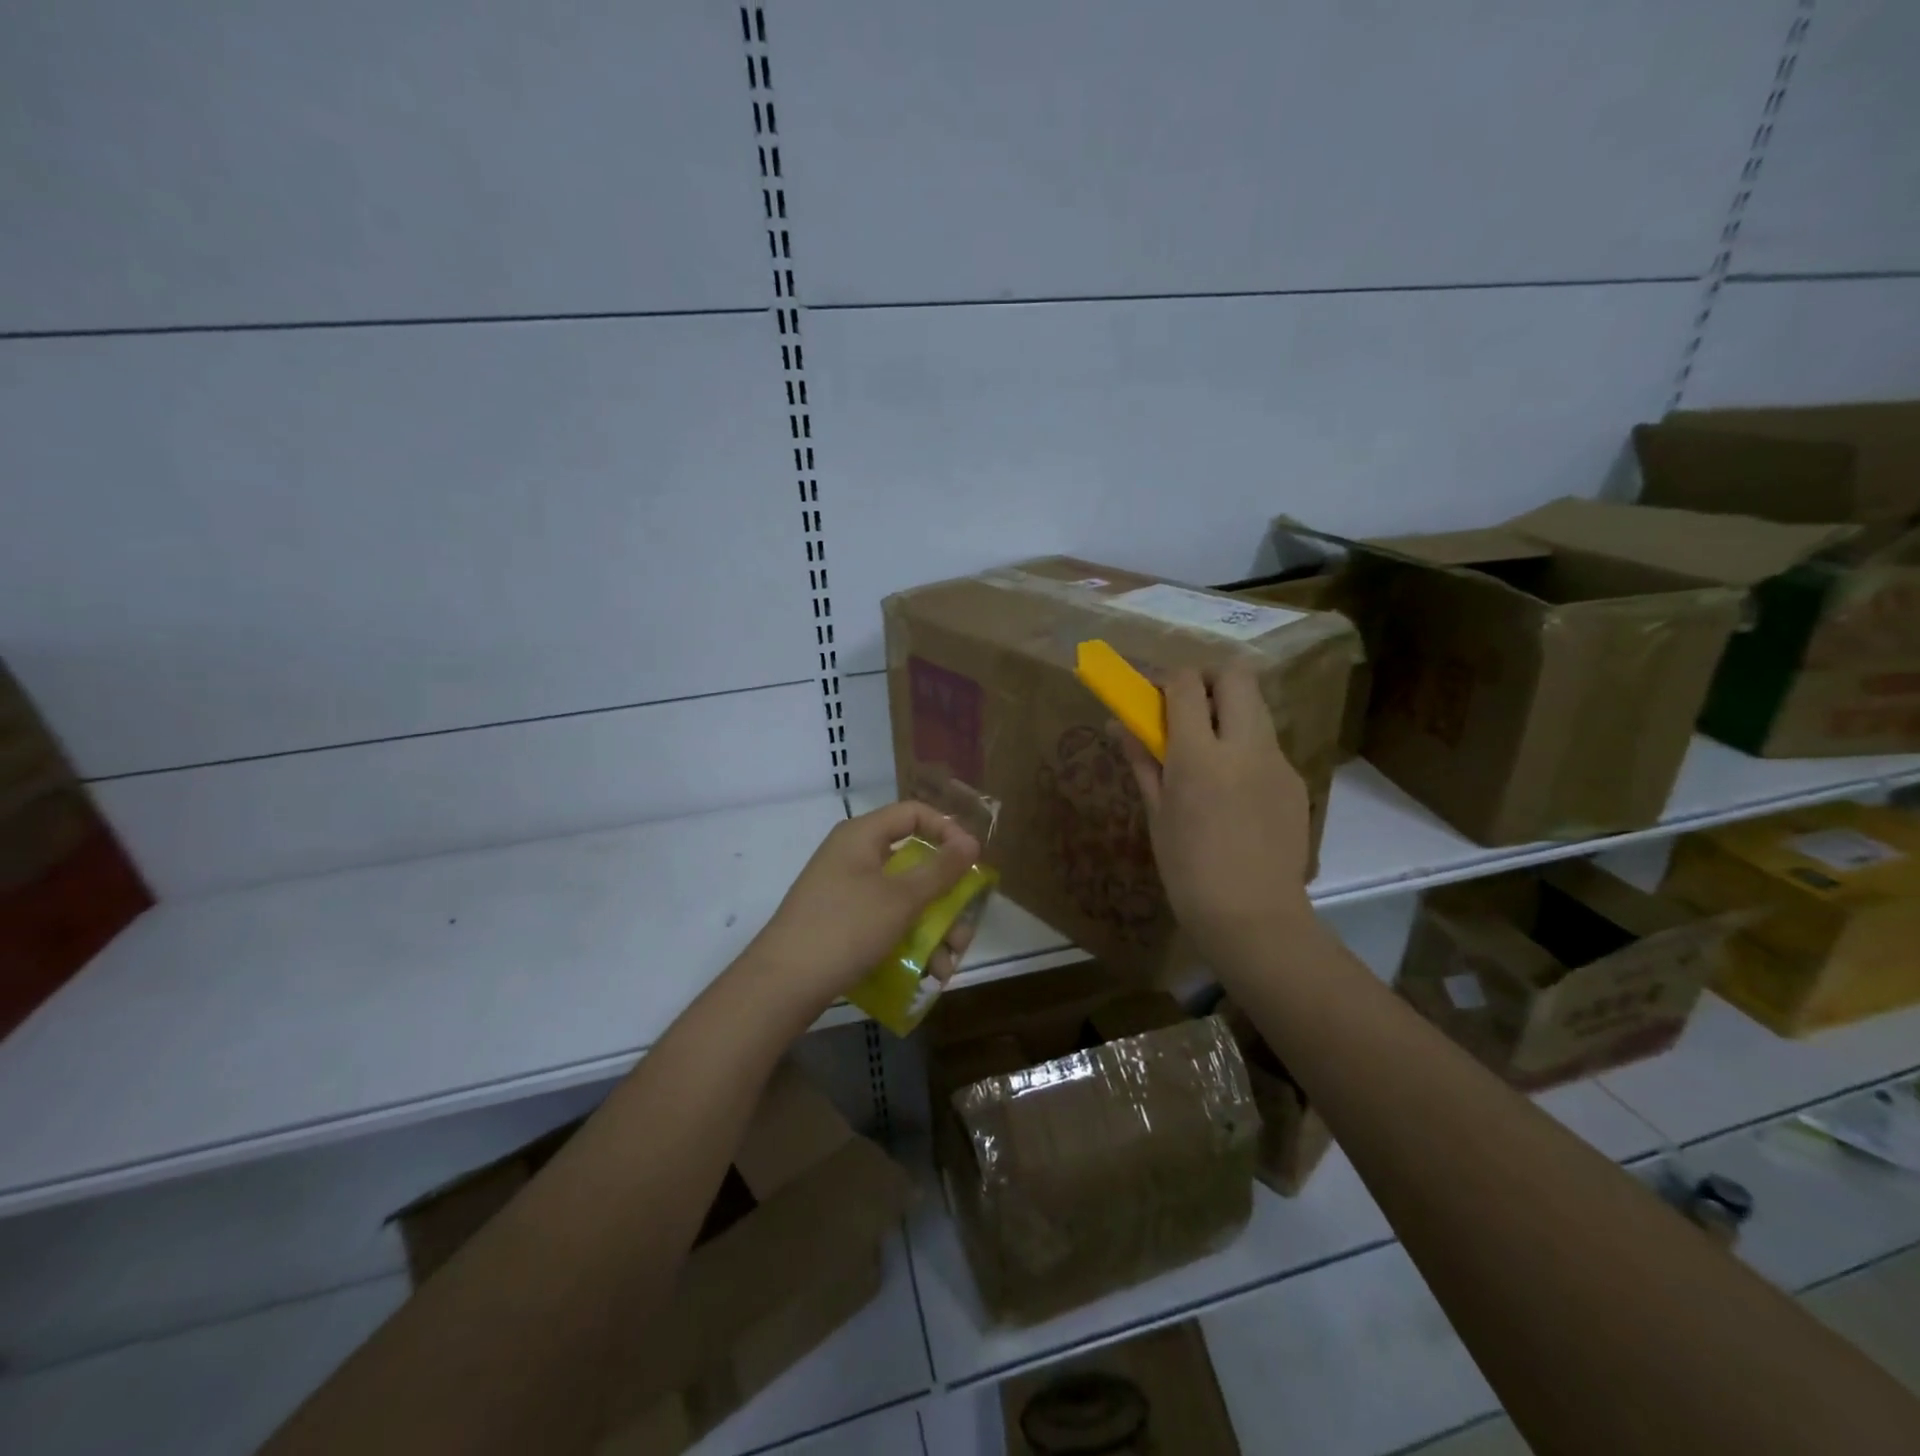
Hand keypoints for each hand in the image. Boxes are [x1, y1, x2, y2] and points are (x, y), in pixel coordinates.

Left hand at [744, 800, 981, 1018]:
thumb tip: (970, 841)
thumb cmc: (846, 927)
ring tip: (945, 966)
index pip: (914, 813)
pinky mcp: (841, 923)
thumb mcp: (901, 898)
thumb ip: (940, 869)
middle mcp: (853, 856)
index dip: (948, 830)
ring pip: (903, 899)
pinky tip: (924, 973)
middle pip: (914, 863)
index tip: (971, 861)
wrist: (782, 984)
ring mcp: (845, 891)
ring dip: (932, 930)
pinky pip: (884, 922)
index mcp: (862, 836)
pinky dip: (907, 941)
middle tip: (963, 930)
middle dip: (946, 899)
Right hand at [1115, 666, 1313, 971]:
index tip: (1153, 696)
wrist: (1254, 917)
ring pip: (1257, 707)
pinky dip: (1245, 747)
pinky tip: (1233, 789)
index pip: (1187, 684)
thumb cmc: (1189, 870)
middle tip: (1186, 708)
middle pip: (1236, 675)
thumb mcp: (1157, 814)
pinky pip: (1268, 745)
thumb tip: (1120, 724)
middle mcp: (1245, 746)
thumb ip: (1143, 760)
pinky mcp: (1295, 781)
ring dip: (1229, 710)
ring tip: (1208, 750)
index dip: (1166, 679)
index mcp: (1200, 756)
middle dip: (1207, 679)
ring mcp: (1278, 762)